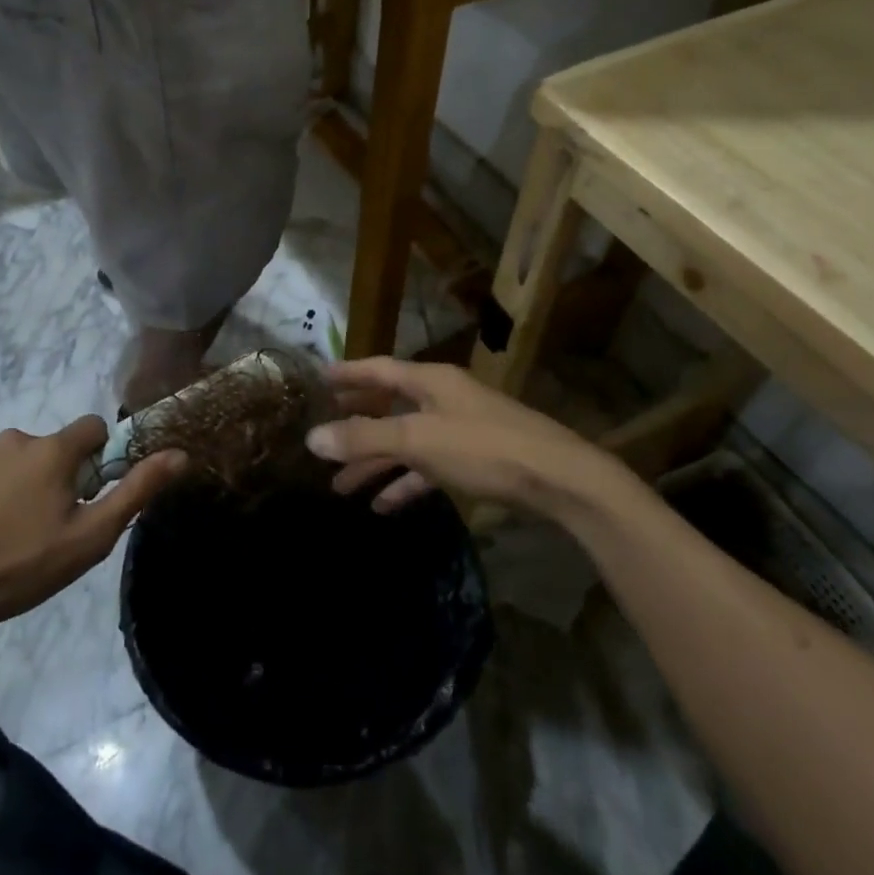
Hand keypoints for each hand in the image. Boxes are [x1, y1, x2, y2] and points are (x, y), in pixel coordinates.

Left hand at [0, 418, 185, 656]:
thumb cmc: (25, 567)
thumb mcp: (92, 536)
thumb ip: (137, 490)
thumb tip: (180, 454)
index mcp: (51, 450)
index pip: (92, 428)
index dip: (97, 458)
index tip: (86, 494)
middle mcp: (12, 438)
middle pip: (49, 447)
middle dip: (54, 474)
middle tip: (45, 523)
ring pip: (11, 459)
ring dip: (16, 482)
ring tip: (5, 531)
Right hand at [309, 357, 635, 518]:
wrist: (560, 480)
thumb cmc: (485, 448)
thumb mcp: (418, 441)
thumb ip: (365, 439)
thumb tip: (312, 438)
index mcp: (430, 381)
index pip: (378, 369)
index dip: (347, 374)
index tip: (318, 379)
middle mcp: (443, 398)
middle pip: (389, 406)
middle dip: (356, 424)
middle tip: (323, 436)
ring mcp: (460, 429)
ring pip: (406, 441)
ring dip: (375, 462)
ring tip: (340, 486)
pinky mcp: (474, 460)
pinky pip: (428, 467)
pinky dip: (405, 482)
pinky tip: (383, 505)